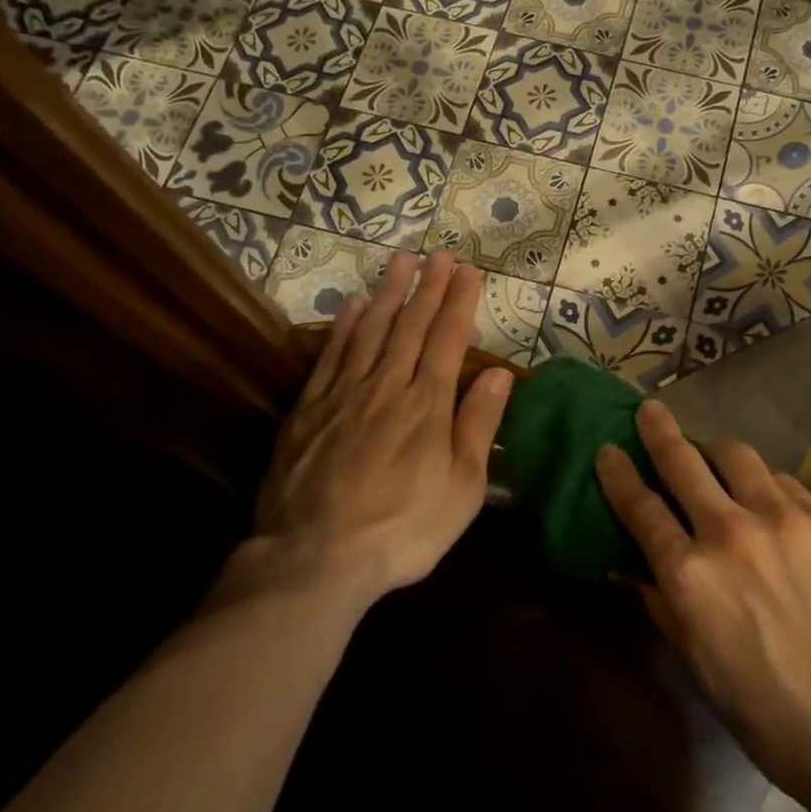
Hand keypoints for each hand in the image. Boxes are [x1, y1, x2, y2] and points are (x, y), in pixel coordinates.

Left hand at [229, 251, 511, 614]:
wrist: (315, 557)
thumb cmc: (403, 528)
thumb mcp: (462, 488)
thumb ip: (479, 425)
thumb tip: (501, 373)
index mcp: (428, 404)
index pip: (449, 339)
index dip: (460, 301)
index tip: (469, 270)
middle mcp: (388, 386)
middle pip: (412, 325)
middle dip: (429, 286)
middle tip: (440, 254)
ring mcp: (344, 394)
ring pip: (372, 330)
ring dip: (390, 293)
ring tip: (401, 261)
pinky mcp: (309, 409)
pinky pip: (331, 355)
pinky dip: (344, 326)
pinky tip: (353, 304)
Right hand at [596, 401, 810, 804]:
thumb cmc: (766, 711)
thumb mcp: (696, 662)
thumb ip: (661, 603)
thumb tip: (631, 565)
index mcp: (689, 574)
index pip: (640, 507)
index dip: (618, 474)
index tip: (608, 450)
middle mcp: (729, 532)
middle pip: (683, 461)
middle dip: (659, 430)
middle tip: (650, 411)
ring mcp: (782, 518)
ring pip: (736, 455)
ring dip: (715, 451)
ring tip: (714, 456)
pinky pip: (784, 482)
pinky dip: (766, 484)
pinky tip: (770, 501)